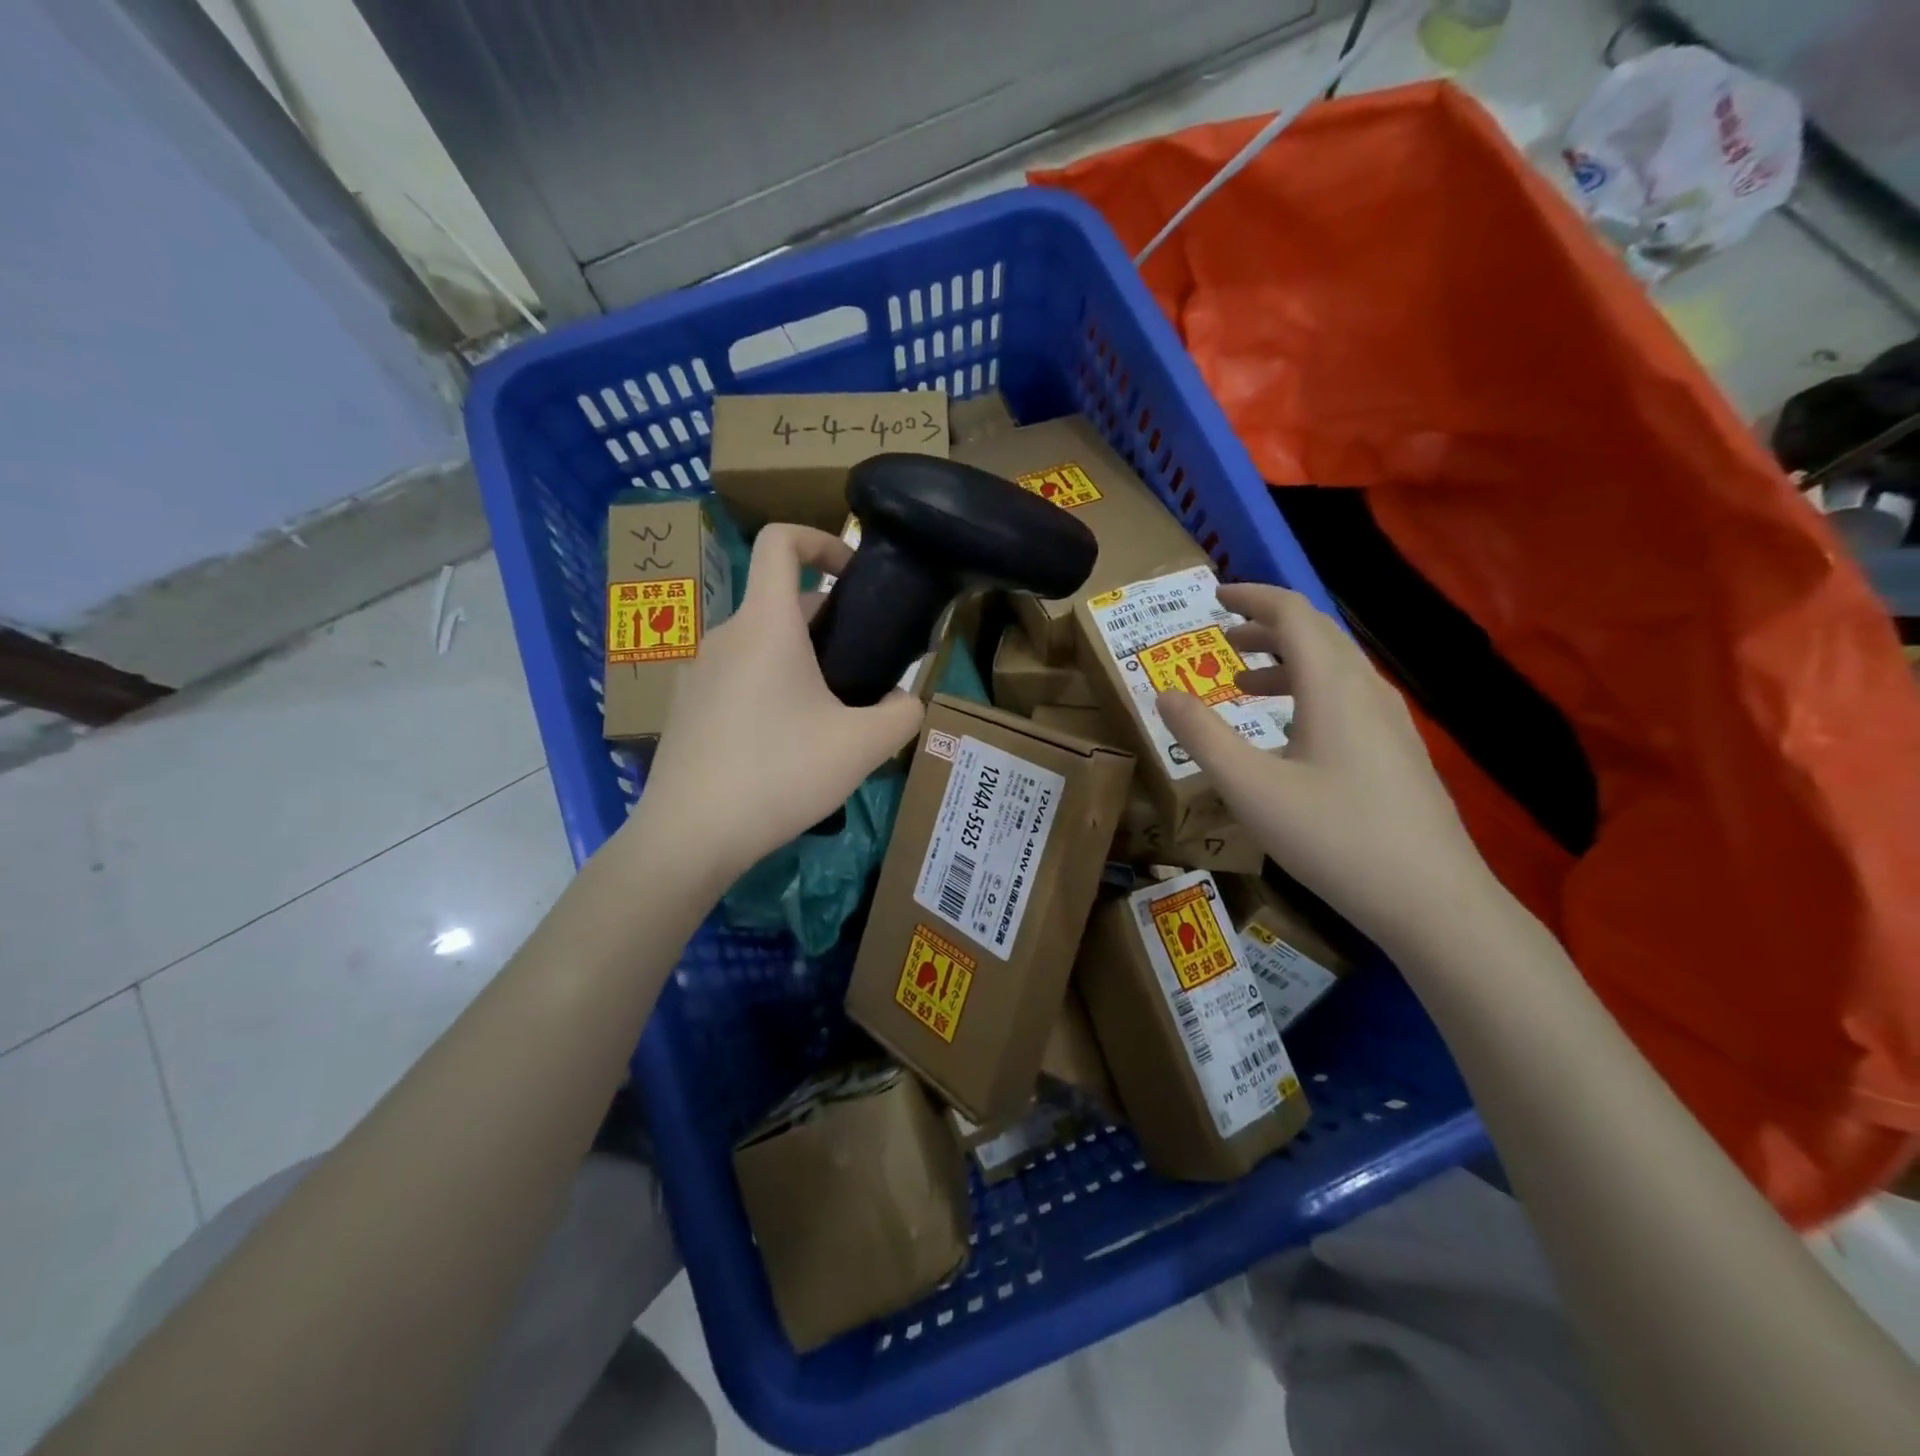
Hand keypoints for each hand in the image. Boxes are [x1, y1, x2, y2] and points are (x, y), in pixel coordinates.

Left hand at [628, 524, 924, 884]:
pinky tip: (784, 745)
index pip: (780, 542)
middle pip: (781, 603)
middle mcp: (725, 635)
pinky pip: (737, 677)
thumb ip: (903, 714)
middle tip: (862, 672)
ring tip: (829, 717)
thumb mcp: (863, 747)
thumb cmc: (780, 774)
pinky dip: (769, 688)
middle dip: (829, 624)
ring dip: (800, 662)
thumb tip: (905, 701)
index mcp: (767, 625)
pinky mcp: (685, 707)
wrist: (690, 835)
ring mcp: (697, 671)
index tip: (853, 572)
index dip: (820, 538)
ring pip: (761, 645)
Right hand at [1156, 584, 1498, 952]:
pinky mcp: (1399, 752)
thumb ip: (1203, 737)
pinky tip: (1291, 730)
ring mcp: (1391, 722)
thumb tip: (1164, 693)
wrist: (1433, 900)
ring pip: (1335, 667)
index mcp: (1333, 687)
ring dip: (1287, 661)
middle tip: (1222, 638)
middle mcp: (1366, 691)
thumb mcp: (1251, 788)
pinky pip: (1348, 697)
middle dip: (1267, 627)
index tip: (1215, 597)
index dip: (1253, 598)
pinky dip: (1309, 691)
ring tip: (1245, 683)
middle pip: (1318, 634)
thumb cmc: (1334, 837)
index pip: (1293, 614)